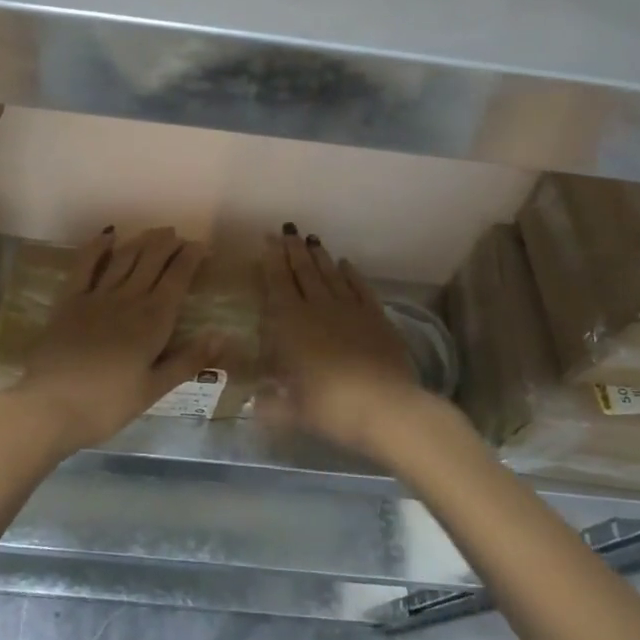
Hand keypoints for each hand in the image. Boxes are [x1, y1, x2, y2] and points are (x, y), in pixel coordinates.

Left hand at [0, 226, 215, 456]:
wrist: (49, 405)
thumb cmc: (106, 405)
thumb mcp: (153, 390)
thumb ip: (188, 360)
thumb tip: (223, 335)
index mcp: (153, 321)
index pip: (177, 279)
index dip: (191, 259)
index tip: (202, 246)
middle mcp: (129, 299)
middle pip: (152, 262)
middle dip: (168, 245)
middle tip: (178, 235)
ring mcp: (97, 296)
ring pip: (125, 258)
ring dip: (142, 241)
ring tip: (155, 232)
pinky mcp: (70, 300)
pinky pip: (85, 265)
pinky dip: (97, 247)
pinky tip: (107, 235)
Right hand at [258, 229, 430, 458]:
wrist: (385, 407)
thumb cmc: (329, 407)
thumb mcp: (289, 410)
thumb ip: (269, 403)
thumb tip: (253, 403)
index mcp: (290, 323)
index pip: (277, 282)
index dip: (272, 259)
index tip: (269, 238)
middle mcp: (318, 307)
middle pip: (303, 271)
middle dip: (294, 249)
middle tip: (289, 229)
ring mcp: (350, 309)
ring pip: (330, 274)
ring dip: (320, 256)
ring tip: (312, 239)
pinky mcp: (376, 316)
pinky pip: (360, 287)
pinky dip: (352, 274)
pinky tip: (346, 264)